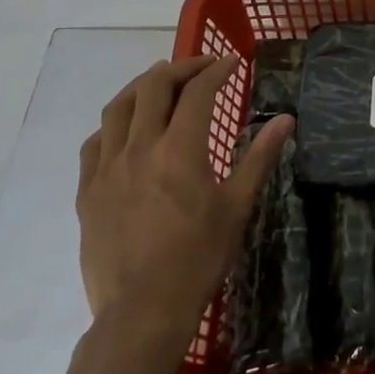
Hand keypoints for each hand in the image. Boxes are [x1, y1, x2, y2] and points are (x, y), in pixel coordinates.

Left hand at [76, 55, 291, 345]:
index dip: (216, 71)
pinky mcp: (87, 191)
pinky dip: (114, 124)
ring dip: (142, 87)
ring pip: (118, 108)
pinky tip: (126, 129)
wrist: (143, 310)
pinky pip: (95, 143)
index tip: (231, 63)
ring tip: (161, 84)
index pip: (197, 93)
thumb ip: (259, 157)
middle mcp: (139, 149)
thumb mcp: (237, 206)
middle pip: (152, 88)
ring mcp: (107, 169)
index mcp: (180, 150)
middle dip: (178, 68)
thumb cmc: (199, 257)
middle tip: (199, 67)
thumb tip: (286, 119)